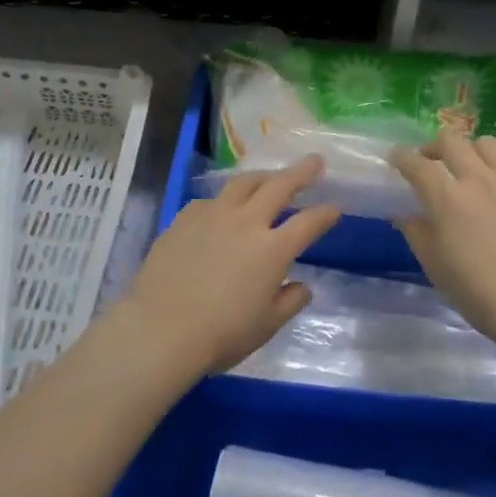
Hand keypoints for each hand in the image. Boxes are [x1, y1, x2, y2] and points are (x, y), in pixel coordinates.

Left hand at [116, 157, 340, 379]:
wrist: (160, 330)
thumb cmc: (221, 334)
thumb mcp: (266, 326)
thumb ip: (290, 302)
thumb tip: (302, 286)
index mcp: (272, 250)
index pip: (308, 222)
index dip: (325, 213)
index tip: (335, 208)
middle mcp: (245, 223)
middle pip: (279, 186)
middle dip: (301, 172)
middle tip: (315, 162)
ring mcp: (212, 216)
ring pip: (242, 183)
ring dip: (262, 177)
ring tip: (269, 178)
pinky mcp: (184, 219)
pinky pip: (211, 200)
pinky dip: (226, 200)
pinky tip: (223, 209)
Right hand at [392, 132, 495, 352]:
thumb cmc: (479, 292)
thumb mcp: (435, 267)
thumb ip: (417, 233)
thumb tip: (405, 214)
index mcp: (448, 198)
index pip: (417, 165)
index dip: (402, 157)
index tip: (396, 157)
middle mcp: (479, 179)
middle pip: (452, 141)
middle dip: (435, 146)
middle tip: (431, 161)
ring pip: (488, 144)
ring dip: (472, 150)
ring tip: (471, 168)